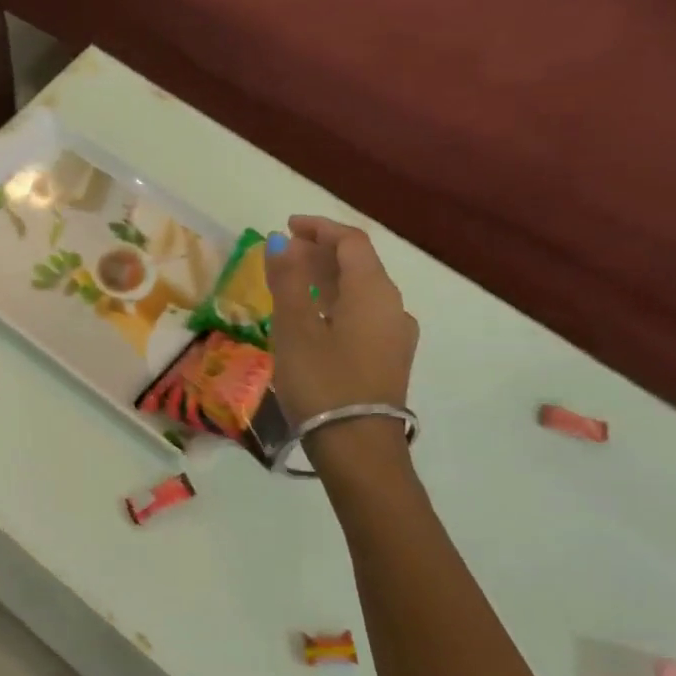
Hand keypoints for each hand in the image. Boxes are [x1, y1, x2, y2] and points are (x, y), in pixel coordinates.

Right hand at [264, 216, 418, 425]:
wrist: (358, 448)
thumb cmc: (322, 381)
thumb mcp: (295, 327)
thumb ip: (288, 280)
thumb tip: (280, 241)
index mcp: (374, 292)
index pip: (351, 241)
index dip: (319, 228)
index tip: (286, 227)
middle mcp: (393, 306)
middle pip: (359, 264)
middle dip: (320, 253)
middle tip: (283, 256)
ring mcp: (396, 335)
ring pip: (361, 291)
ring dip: (327, 279)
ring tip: (291, 284)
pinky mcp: (389, 358)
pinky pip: (363, 315)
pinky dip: (337, 303)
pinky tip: (312, 319)